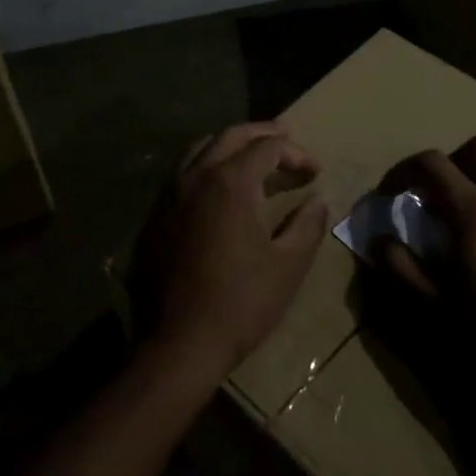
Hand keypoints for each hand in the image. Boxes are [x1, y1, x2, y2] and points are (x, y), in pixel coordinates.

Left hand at [131, 123, 329, 380]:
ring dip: (230, 144)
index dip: (296, 154)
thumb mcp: (288, 265)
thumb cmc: (242, 302)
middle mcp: (197, 177)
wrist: (181, 342)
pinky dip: (206, 165)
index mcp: (231, 183)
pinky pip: (183, 173)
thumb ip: (307, 225)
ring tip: (252, 154)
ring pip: (200, 149)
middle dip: (262, 133)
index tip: (315, 174)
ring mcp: (171, 195)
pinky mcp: (156, 216)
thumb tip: (318, 200)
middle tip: (286, 138)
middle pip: (231, 136)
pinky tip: (218, 186)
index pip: (268, 147)